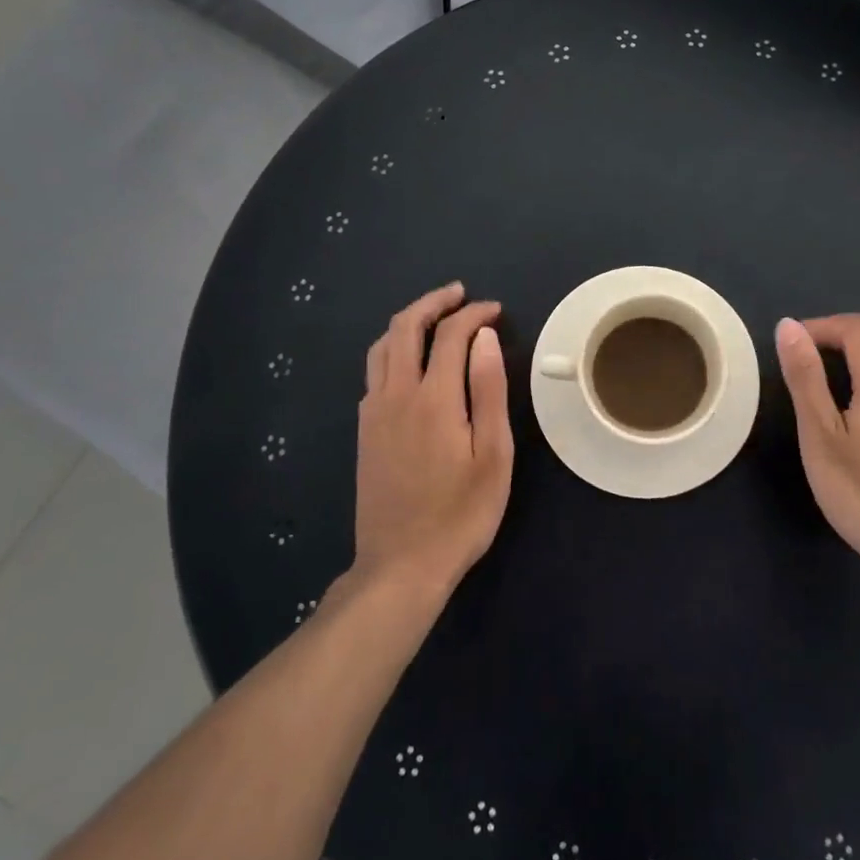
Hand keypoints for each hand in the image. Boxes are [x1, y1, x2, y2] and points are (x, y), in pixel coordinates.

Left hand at [353, 283, 513, 597]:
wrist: (401, 565)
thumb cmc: (461, 513)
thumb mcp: (493, 454)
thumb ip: (488, 390)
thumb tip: (483, 337)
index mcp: (434, 397)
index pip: (451, 334)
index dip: (474, 314)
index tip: (495, 311)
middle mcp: (396, 394)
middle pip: (405, 327)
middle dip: (433, 302)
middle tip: (460, 294)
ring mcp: (374, 412)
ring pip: (382, 346)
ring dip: (408, 322)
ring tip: (435, 318)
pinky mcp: (365, 430)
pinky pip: (374, 372)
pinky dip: (393, 350)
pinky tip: (410, 363)